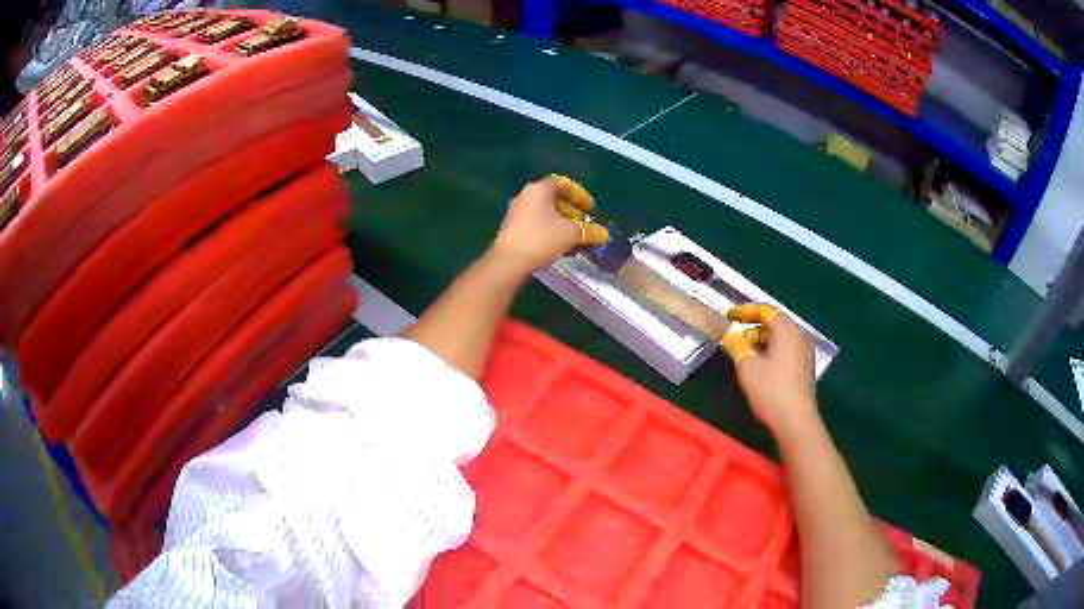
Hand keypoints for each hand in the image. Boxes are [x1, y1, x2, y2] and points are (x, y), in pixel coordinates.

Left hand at [491, 176, 608, 271]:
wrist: (509, 262)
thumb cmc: (542, 239)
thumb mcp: (571, 234)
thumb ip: (589, 231)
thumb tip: (603, 234)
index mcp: (539, 189)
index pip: (563, 184)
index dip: (580, 195)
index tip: (590, 209)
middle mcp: (526, 195)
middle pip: (554, 199)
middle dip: (572, 212)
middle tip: (584, 225)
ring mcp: (516, 212)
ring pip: (545, 213)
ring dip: (562, 224)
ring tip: (574, 240)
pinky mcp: (512, 228)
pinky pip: (536, 224)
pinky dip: (550, 231)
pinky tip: (559, 247)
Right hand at [721, 304, 818, 440]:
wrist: (795, 420)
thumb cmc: (771, 389)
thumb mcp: (747, 366)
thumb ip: (736, 345)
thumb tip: (730, 334)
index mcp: (787, 330)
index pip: (766, 310)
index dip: (745, 310)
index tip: (729, 315)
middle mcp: (799, 336)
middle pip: (774, 324)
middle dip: (752, 328)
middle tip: (733, 337)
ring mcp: (804, 353)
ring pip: (779, 339)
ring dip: (760, 342)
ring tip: (742, 354)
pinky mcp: (804, 369)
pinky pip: (785, 352)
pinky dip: (769, 353)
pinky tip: (757, 367)